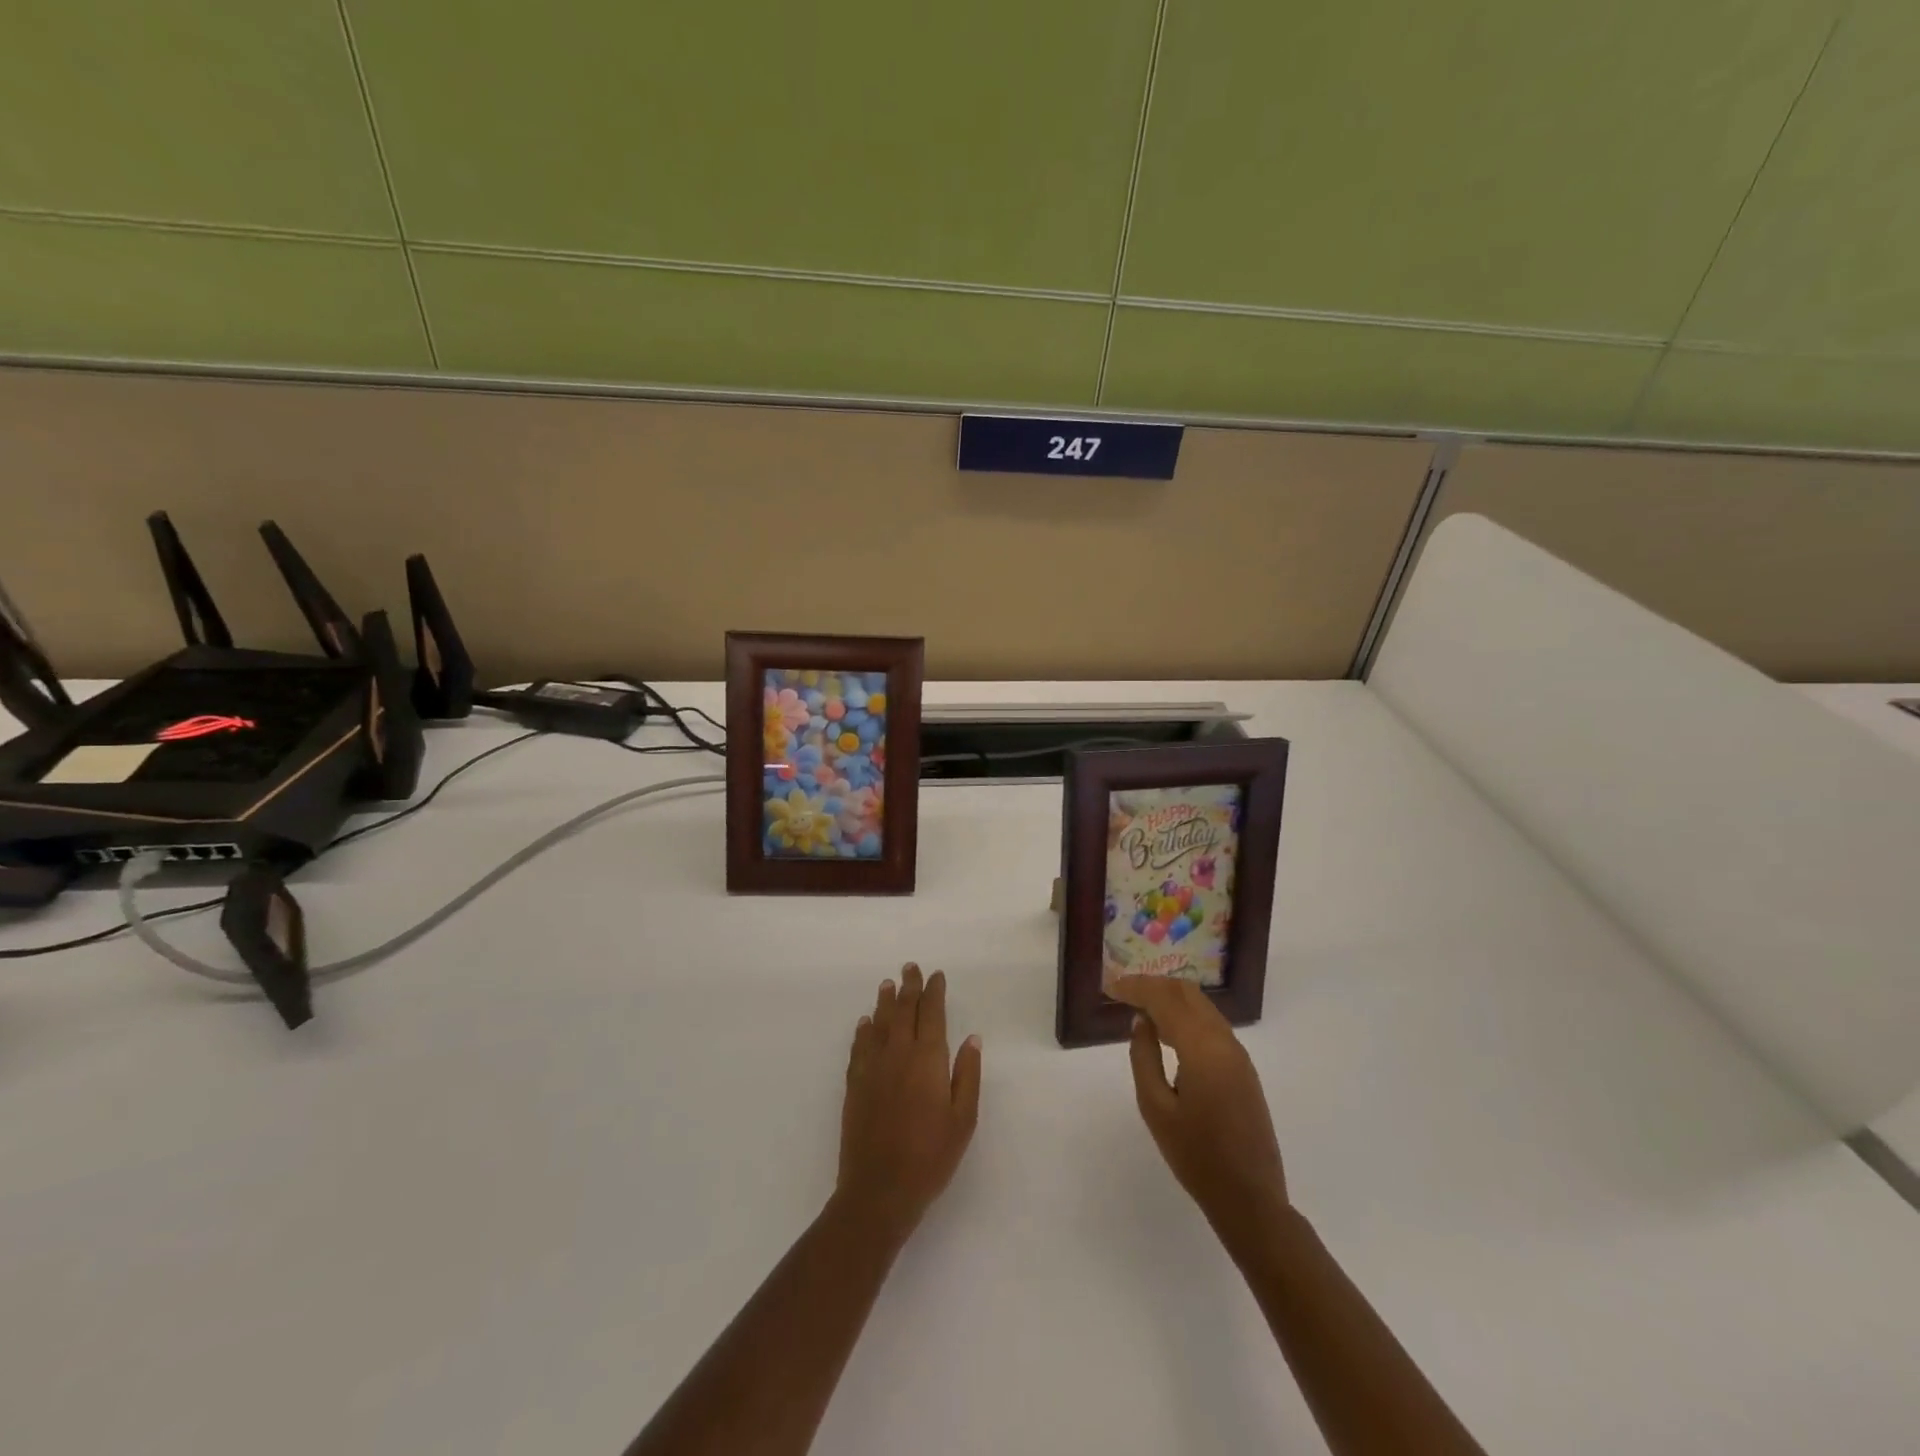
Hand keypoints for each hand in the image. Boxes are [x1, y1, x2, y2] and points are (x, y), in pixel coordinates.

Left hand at [834, 964, 981, 1249]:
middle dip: (909, 987)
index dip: (934, 992)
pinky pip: (859, 1047)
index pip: (932, 1014)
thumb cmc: (930, 1157)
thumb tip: (971, 1038)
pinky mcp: (854, 1085)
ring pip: (879, 1024)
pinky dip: (863, 1030)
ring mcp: (872, 1068)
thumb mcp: (963, 1120)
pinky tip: (865, 1023)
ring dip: (885, 1002)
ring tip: (888, 984)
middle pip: (903, 1011)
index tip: (936, 976)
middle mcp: (898, 1054)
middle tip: (910, 968)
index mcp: (928, 1060)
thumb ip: (968, 1075)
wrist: (879, 1190)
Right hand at [1109, 976, 1288, 1256]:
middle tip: (1123, 991)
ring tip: (1140, 1005)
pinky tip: (1166, 1029)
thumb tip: (1142, 1022)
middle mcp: (1225, 1041)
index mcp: (1203, 1048)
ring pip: (1201, 1006)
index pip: (1165, 999)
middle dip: (1153, 985)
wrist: (1250, 1199)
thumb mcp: (1156, 1108)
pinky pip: (1211, 1024)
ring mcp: (1238, 1054)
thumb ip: (1144, 1057)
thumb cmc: (1196, 1157)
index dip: (1136, 987)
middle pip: (1187, 993)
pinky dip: (1185, 1015)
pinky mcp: (1243, 1068)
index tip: (1111, 987)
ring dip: (1170, 998)